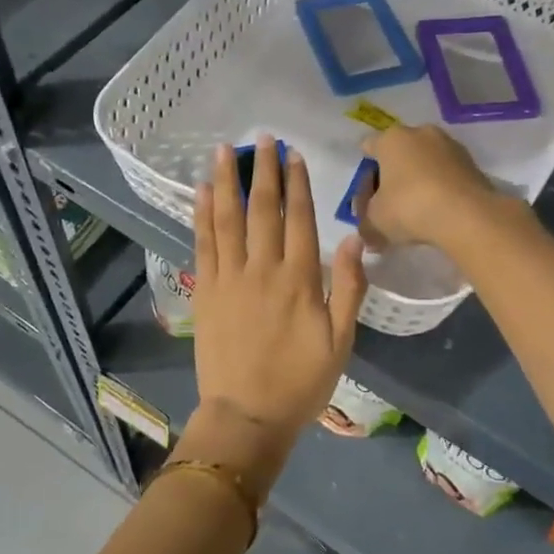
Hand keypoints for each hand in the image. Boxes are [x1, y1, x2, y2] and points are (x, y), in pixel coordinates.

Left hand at [192, 137, 368, 449]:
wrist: (248, 415)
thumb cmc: (301, 382)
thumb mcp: (340, 342)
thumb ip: (348, 289)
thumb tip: (351, 240)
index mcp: (299, 280)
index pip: (299, 219)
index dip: (298, 184)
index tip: (294, 155)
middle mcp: (262, 270)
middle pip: (263, 210)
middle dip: (264, 171)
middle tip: (263, 138)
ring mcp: (229, 278)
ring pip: (228, 219)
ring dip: (227, 182)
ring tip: (225, 150)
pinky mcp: (205, 291)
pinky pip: (202, 244)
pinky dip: (202, 215)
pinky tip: (202, 192)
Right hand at [358, 124, 504, 250]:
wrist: (467, 216)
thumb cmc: (409, 208)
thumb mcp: (375, 221)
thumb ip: (366, 224)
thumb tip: (368, 233)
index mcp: (391, 139)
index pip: (368, 147)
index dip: (364, 173)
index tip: (365, 197)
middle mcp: (420, 133)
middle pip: (398, 153)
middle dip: (392, 176)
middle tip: (388, 206)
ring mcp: (450, 145)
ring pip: (424, 162)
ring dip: (417, 181)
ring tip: (415, 211)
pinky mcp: (471, 163)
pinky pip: (445, 173)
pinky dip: (439, 187)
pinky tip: (437, 210)